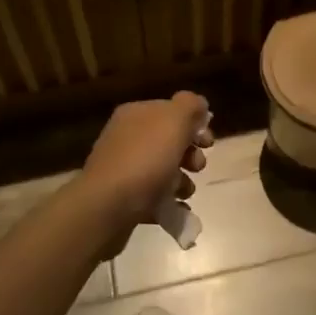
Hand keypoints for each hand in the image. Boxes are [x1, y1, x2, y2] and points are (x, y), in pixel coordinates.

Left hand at [80, 91, 212, 242]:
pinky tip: (177, 209)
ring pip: (163, 170)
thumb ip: (190, 105)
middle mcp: (126, 137)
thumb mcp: (174, 120)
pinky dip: (168, 202)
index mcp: (136, 114)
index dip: (194, 124)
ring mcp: (122, 168)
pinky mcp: (121, 198)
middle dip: (190, 155)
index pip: (171, 110)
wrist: (107, 207)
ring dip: (182, 181)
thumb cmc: (144, 159)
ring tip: (184, 192)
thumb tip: (198, 105)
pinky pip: (153, 196)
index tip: (208, 142)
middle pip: (169, 141)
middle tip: (197, 167)